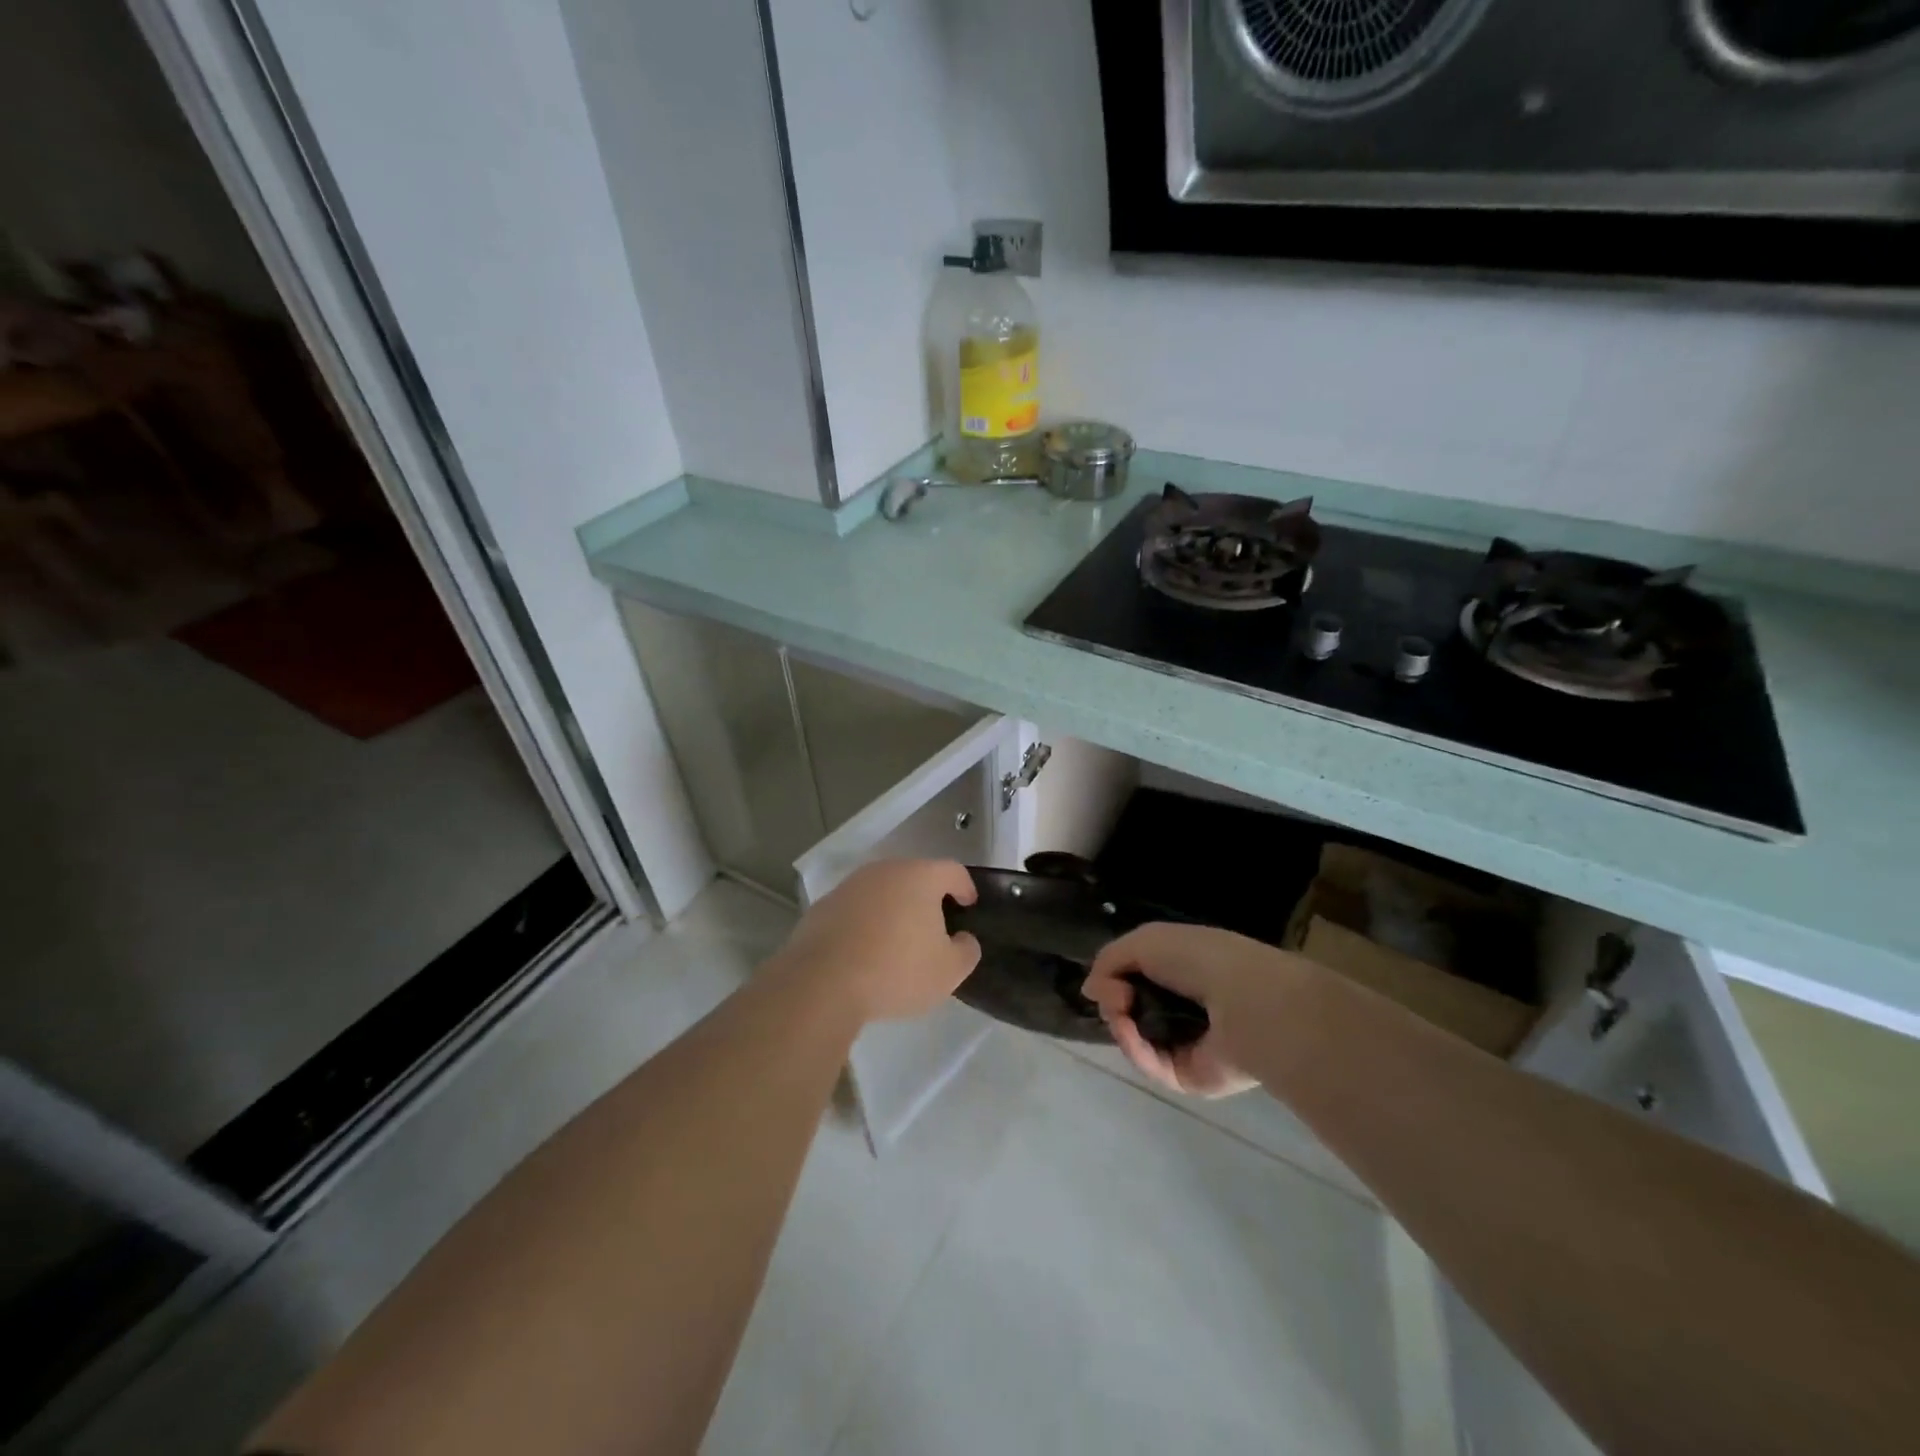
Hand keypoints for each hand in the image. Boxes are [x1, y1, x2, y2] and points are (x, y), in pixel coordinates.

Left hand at [777, 860, 981, 1023]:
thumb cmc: (896, 970)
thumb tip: (963, 939)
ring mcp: (850, 886)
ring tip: (898, 941)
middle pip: (914, 877)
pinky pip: (855, 910)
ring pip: (882, 892)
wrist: (822, 982)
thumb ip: (966, 951)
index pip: (952, 871)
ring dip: (893, 910)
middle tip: (935, 927)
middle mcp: (885, 871)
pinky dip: (865, 924)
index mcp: (920, 877)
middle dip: (927, 898)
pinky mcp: (823, 906)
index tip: (969, 905)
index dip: (965, 887)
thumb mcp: (948, 972)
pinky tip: (865, 952)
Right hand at [1083, 923, 1300, 1097]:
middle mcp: (1187, 1006)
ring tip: (1121, 1011)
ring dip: (1120, 1024)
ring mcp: (1189, 1044)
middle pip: (1132, 1009)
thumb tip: (1090, 988)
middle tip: (1116, 996)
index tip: (1105, 978)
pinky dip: (1134, 1048)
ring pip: (1136, 1039)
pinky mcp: (1190, 1077)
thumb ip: (1110, 960)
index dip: (1114, 978)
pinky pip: (1151, 1065)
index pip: (1138, 978)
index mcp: (1184, 971)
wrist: (1244, 1001)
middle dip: (1114, 1000)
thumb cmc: (1199, 959)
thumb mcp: (1145, 940)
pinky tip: (1128, 1031)